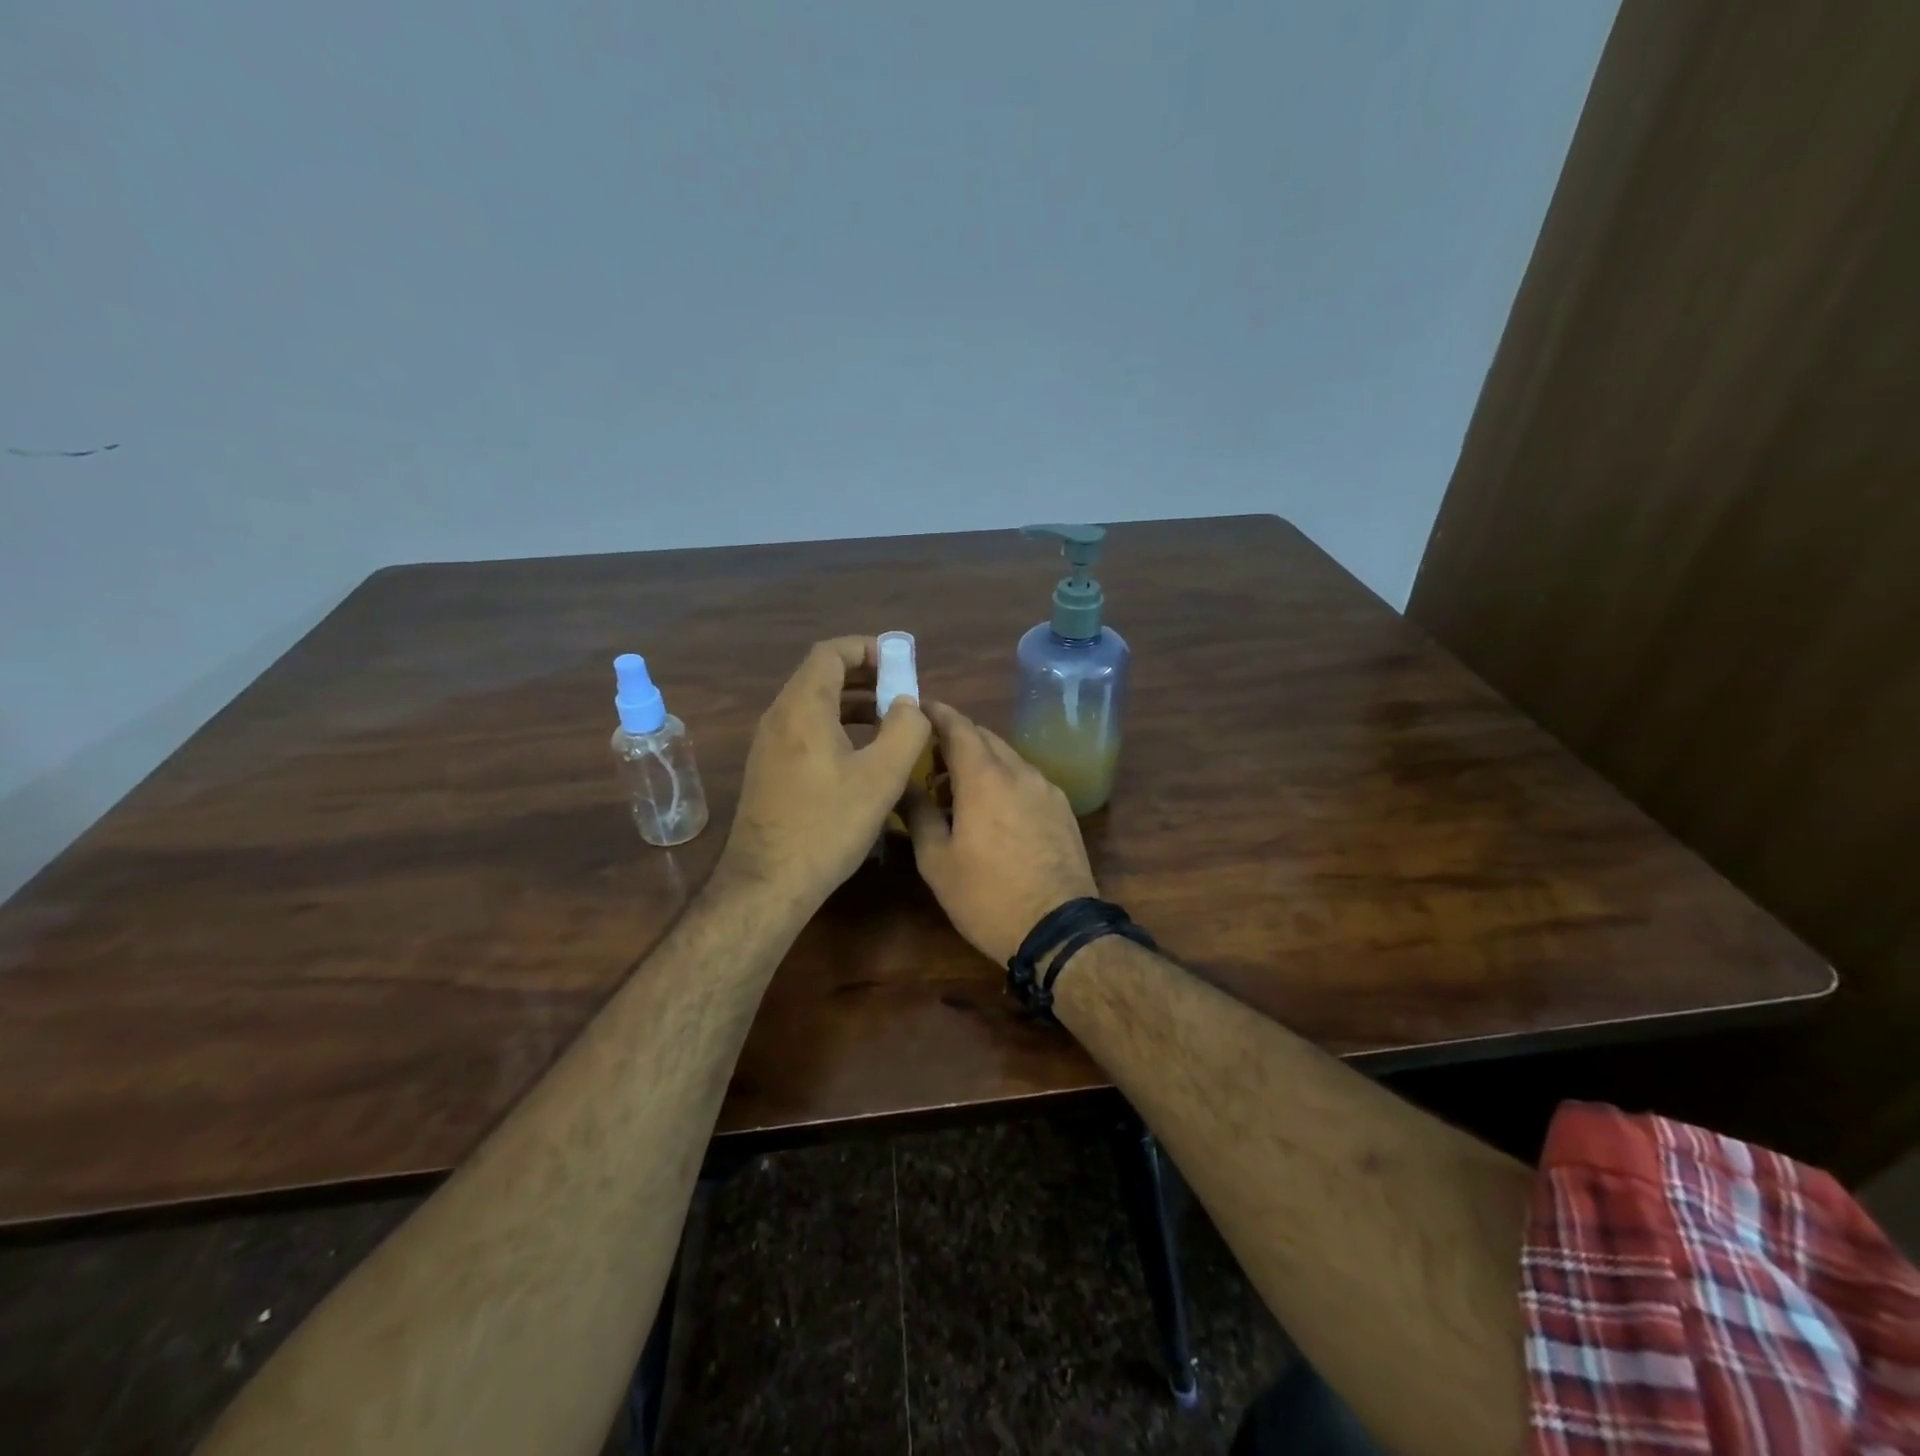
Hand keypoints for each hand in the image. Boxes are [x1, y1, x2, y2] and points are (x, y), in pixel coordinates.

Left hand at [720, 637, 931, 911]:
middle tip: (900, 692)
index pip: (831, 653)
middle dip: (864, 675)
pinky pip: (804, 728)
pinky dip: (835, 725)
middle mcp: (779, 716)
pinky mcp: (768, 768)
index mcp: (803, 707)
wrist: (768, 882)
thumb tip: (909, 704)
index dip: (868, 649)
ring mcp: (768, 743)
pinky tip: (860, 753)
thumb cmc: (828, 825)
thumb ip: (905, 730)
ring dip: (851, 702)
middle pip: (820, 674)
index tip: (900, 664)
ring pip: (812, 703)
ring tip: (888, 720)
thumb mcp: (881, 777)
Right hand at [905, 702, 1097, 963]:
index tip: (915, 708)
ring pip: (1007, 758)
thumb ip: (918, 814)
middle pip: (984, 737)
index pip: (957, 725)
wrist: (1059, 929)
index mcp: (984, 777)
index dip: (934, 712)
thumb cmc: (987, 896)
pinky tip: (992, 810)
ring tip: (956, 790)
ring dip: (980, 762)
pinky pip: (1026, 779)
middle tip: (928, 759)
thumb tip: (903, 786)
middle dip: (955, 738)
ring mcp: (1046, 788)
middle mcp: (1019, 771)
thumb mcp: (937, 861)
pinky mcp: (1063, 808)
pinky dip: (1003, 780)